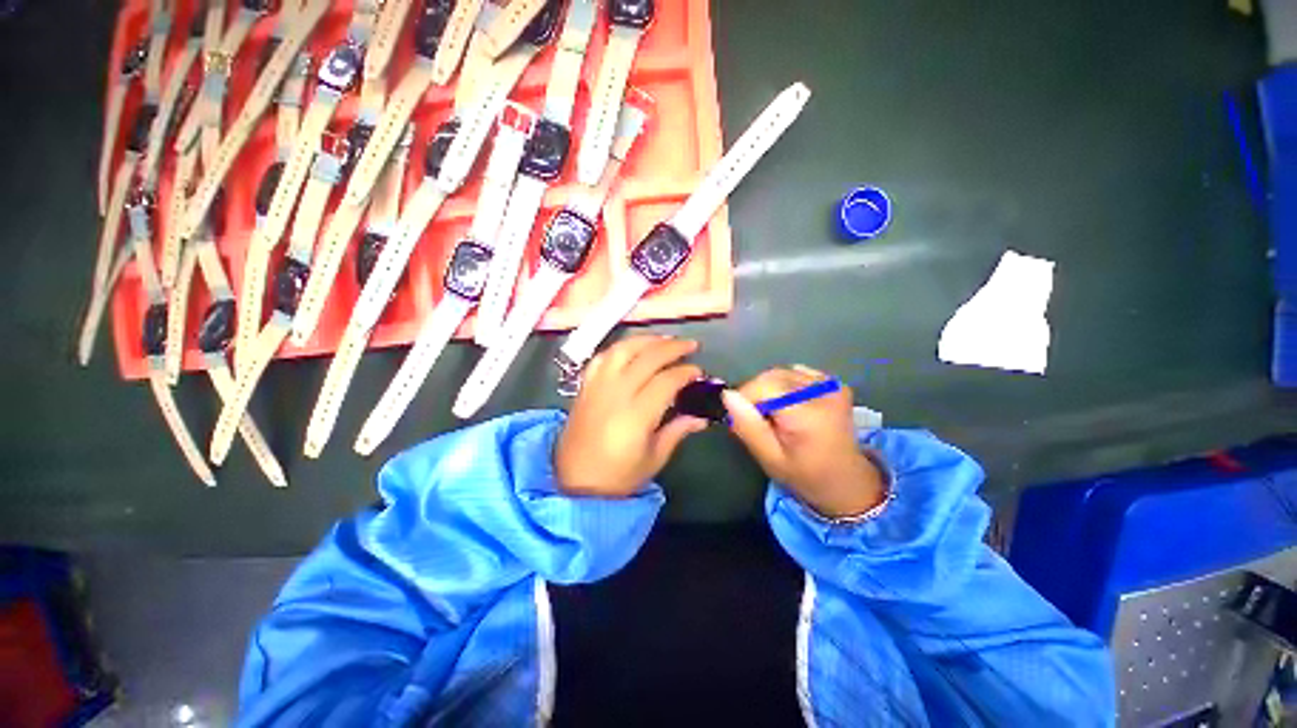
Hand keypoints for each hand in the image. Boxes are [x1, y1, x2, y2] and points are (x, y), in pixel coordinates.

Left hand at [555, 335, 708, 496]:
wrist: (574, 484)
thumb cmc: (618, 477)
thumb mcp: (654, 459)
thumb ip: (677, 431)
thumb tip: (701, 417)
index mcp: (636, 415)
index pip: (666, 381)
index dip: (685, 372)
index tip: (699, 372)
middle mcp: (615, 393)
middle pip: (646, 358)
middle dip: (672, 347)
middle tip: (691, 345)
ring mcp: (597, 387)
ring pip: (623, 350)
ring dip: (646, 340)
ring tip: (664, 340)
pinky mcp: (585, 387)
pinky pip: (602, 357)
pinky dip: (620, 348)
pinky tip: (632, 349)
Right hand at [723, 366, 884, 518]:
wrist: (847, 481)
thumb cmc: (805, 475)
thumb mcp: (770, 458)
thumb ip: (748, 426)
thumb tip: (727, 395)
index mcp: (808, 413)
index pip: (762, 386)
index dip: (745, 398)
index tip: (744, 420)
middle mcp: (822, 391)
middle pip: (770, 376)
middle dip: (756, 394)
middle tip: (758, 421)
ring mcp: (831, 385)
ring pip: (780, 373)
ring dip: (769, 389)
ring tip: (776, 415)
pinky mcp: (833, 383)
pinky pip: (795, 373)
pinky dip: (785, 385)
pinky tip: (791, 405)